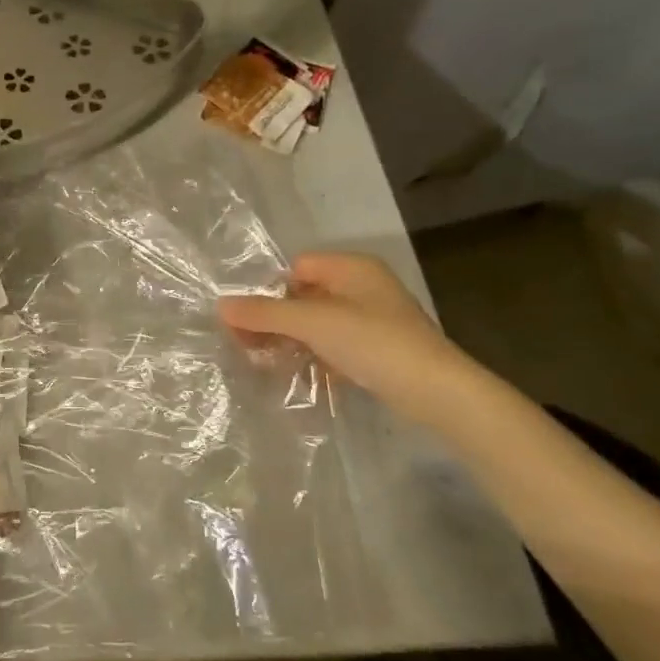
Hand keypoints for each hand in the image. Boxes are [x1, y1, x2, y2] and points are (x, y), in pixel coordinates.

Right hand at [218, 252, 479, 421]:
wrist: (438, 392)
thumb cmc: (374, 343)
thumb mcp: (313, 323)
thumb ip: (266, 313)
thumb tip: (220, 305)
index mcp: (352, 267)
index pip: (295, 267)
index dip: (269, 290)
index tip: (245, 320)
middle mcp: (362, 287)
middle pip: (304, 295)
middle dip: (275, 318)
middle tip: (245, 343)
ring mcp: (372, 320)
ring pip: (317, 322)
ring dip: (290, 339)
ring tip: (263, 360)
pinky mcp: (377, 350)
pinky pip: (332, 344)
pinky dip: (313, 354)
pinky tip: (295, 372)